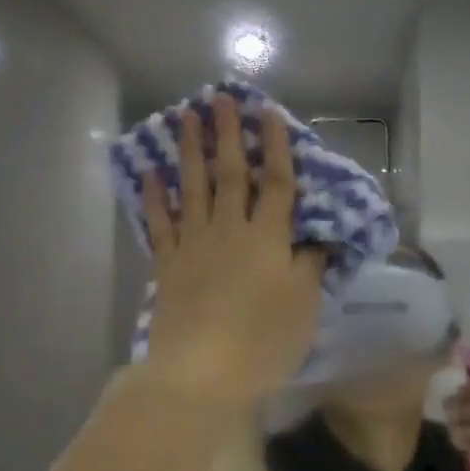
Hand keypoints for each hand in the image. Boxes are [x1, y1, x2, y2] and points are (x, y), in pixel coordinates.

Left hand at [139, 96, 325, 409]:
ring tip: (188, 118)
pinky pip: (161, 223)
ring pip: (193, 188)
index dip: (274, 147)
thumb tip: (317, 237)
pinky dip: (156, 197)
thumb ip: (310, 265)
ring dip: (191, 151)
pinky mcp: (167, 265)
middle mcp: (229, 230)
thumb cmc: (263, 341)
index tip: (268, 113)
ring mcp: (193, 245)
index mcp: (267, 238)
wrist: (201, 372)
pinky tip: (152, 173)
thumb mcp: (304, 305)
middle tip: (220, 98)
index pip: (275, 182)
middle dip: (227, 134)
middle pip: (230, 174)